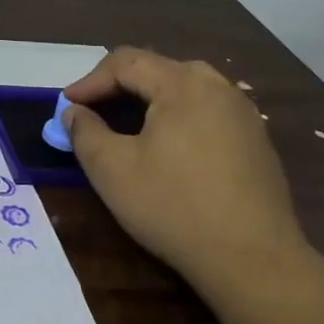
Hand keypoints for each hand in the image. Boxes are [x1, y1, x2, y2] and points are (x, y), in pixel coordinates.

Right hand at [64, 48, 313, 306]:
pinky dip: (177, 117)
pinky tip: (168, 148)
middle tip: (93, 110)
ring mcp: (243, 113)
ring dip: (149, 100)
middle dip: (119, 85)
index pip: (126, 62)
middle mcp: (218, 87)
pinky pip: (207, 111)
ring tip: (126, 125)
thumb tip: (74, 113)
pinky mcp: (256, 140)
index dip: (90, 81)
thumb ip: (85, 132)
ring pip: (185, 88)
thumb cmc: (175, 208)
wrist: (255, 261)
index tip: (66, 106)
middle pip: (158, 69)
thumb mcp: (112, 170)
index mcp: (183, 84)